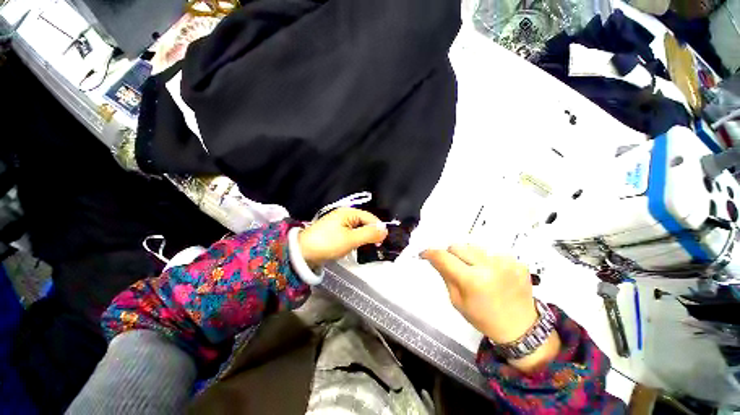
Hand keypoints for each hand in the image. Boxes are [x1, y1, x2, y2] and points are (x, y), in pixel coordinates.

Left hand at [298, 208, 388, 266]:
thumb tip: (385, 230)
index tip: (382, 242)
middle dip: (370, 234)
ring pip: (358, 229)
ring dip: (363, 238)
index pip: (370, 218)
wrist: (302, 252)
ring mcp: (339, 223)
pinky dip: (355, 240)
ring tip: (364, 248)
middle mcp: (345, 215)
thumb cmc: (328, 243)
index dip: (378, 229)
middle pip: (365, 222)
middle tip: (373, 247)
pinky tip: (354, 247)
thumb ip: (369, 234)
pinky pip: (351, 233)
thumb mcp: (351, 239)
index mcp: (349, 212)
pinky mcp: (336, 231)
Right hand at [421, 245, 537, 343]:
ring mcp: (506, 262)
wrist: (521, 328)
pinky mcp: (517, 261)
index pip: (444, 257)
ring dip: (468, 256)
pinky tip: (491, 273)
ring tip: (475, 270)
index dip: (431, 253)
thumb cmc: (484, 318)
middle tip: (454, 266)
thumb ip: (445, 275)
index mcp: (473, 280)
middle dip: (451, 254)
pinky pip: (491, 252)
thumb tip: (434, 258)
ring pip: (474, 247)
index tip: (425, 254)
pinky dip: (486, 260)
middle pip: (458, 246)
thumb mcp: (457, 301)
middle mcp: (490, 266)